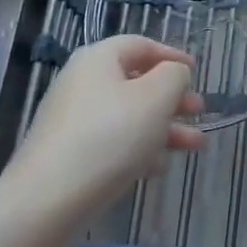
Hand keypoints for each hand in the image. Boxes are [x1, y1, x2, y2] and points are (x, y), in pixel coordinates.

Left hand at [2, 36, 205, 228]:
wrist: (46, 202)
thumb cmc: (110, 137)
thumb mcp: (156, 97)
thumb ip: (174, 76)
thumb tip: (173, 74)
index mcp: (98, 59)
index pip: (141, 45)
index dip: (172, 56)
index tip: (196, 72)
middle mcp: (82, 83)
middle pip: (136, 82)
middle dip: (173, 98)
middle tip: (200, 111)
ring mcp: (72, 121)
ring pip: (128, 116)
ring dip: (164, 128)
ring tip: (195, 146)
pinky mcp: (68, 155)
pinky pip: (112, 142)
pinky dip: (139, 149)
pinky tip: (159, 168)